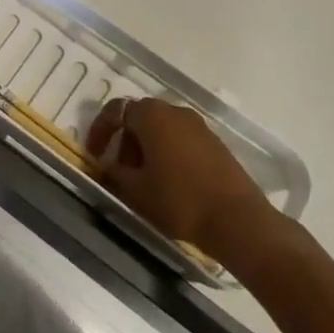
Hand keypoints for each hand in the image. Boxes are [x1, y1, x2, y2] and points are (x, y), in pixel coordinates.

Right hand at [86, 98, 289, 277]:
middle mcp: (175, 112)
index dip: (100, 131)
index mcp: (152, 116)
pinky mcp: (216, 144)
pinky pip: (182, 140)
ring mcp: (200, 127)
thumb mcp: (135, 190)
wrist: (239, 221)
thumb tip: (107, 164)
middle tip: (120, 169)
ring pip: (162, 129)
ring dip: (147, 147)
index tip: (94, 155)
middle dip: (125, 140)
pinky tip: (169, 181)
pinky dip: (168, 153)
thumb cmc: (179, 201)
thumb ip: (114, 172)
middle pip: (140, 117)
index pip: (116, 111)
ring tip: (144, 179)